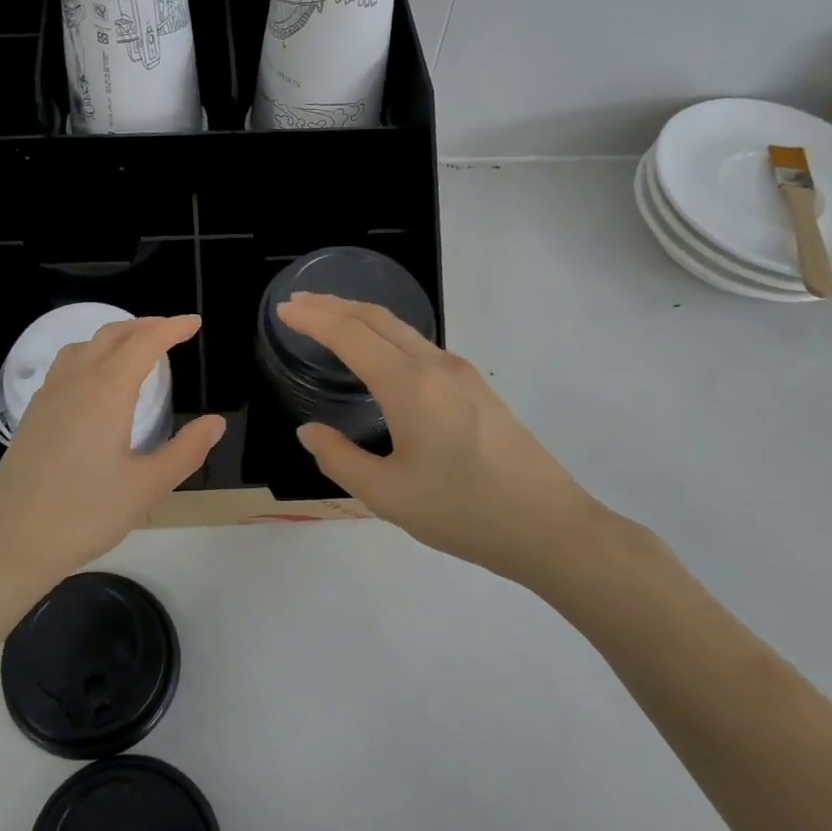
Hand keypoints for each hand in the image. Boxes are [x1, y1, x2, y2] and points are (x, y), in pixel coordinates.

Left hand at [0, 315, 224, 592]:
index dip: (172, 328)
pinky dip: (92, 354)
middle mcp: (76, 381)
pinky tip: (97, 381)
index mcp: (107, 391)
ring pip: (85, 345)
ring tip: (137, 348)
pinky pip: (67, 364)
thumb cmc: (85, 513)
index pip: (145, 343)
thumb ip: (186, 451)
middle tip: (173, 331)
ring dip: (116, 337)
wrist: (11, 540)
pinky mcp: (34, 413)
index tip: (194, 323)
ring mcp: (49, 395)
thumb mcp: (148, 487)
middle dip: (146, 326)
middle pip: (113, 335)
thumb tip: (216, 423)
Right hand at [277, 293, 608, 583]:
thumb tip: (309, 432)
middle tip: (298, 304)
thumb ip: (339, 458)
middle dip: (333, 305)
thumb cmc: (462, 512)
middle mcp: (436, 365)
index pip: (350, 335)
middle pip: (377, 319)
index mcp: (409, 386)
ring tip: (328, 321)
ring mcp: (462, 372)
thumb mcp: (386, 495)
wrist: (548, 526)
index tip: (283, 310)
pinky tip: (376, 354)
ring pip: (401, 329)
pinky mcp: (477, 387)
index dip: (313, 319)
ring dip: (360, 318)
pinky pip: (420, 346)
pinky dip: (385, 336)